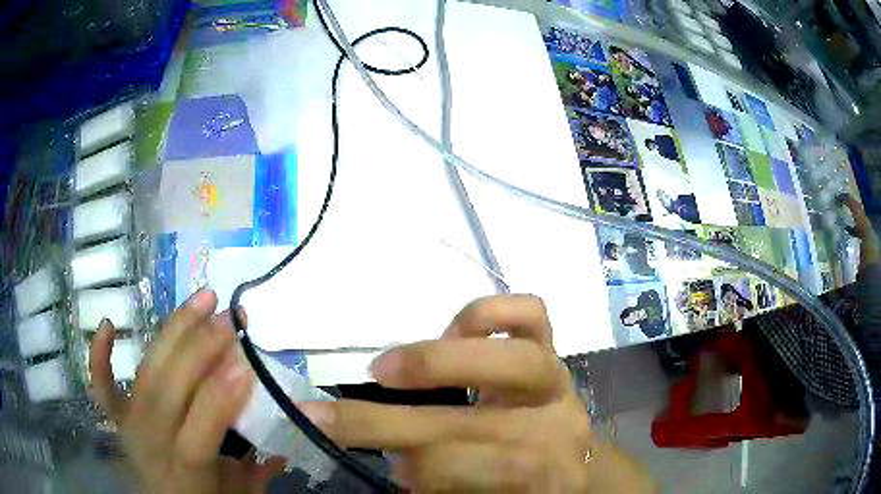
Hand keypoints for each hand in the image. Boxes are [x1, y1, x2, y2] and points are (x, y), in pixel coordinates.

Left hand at [89, 289, 282, 493]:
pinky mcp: (119, 417)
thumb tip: (282, 426)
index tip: (246, 363)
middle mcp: (151, 448)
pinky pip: (103, 386)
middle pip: (165, 394)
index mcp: (186, 477)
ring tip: (203, 300)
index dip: (218, 400)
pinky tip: (108, 323)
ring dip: (173, 333)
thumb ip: (258, 466)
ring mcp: (130, 427)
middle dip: (199, 351)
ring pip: (145, 375)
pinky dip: (100, 355)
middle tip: (229, 318)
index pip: (196, 438)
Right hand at [298, 295, 653, 491]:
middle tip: (331, 417)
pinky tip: (453, 329)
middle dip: (394, 423)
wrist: (569, 457)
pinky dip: (489, 313)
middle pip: (487, 423)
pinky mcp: (554, 347)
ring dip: (440, 363)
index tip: (388, 467)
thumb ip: (446, 483)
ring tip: (384, 369)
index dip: (434, 471)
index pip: (496, 470)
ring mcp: (560, 380)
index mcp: (551, 477)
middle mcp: (562, 426)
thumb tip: (401, 460)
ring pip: (519, 361)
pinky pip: (533, 315)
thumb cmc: (520, 482)